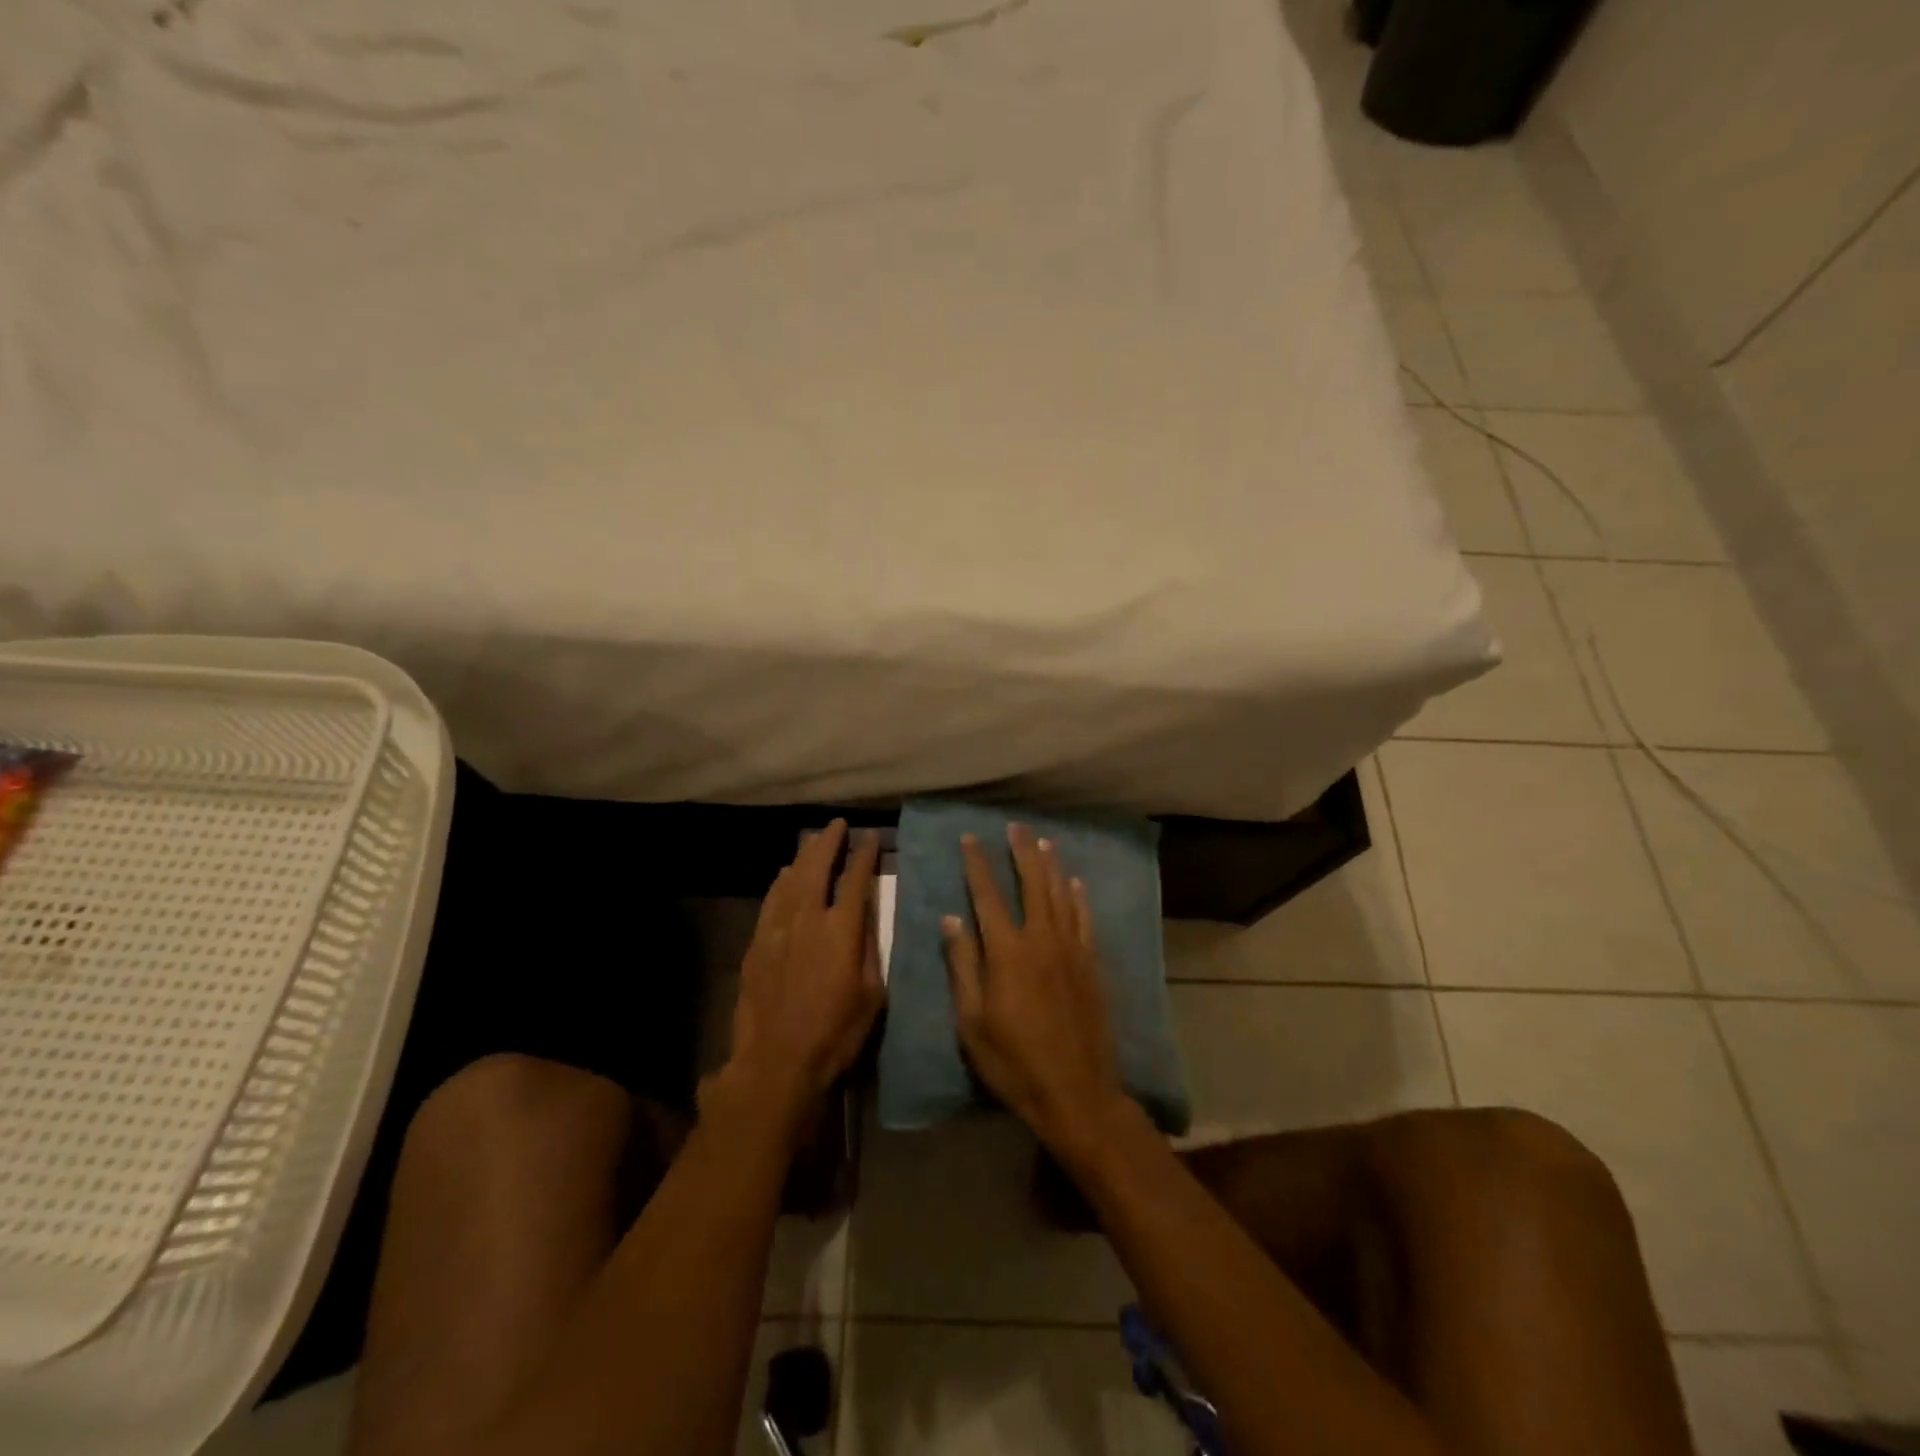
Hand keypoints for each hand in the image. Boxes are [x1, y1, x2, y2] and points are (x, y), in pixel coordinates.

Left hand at [718, 820, 884, 1127]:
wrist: (777, 1060)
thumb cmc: (836, 1032)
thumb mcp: (872, 993)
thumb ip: (870, 947)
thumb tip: (868, 913)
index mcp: (841, 929)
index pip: (855, 879)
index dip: (864, 855)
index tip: (870, 837)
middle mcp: (808, 918)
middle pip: (817, 868)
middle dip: (828, 842)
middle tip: (836, 825)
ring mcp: (777, 929)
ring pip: (790, 879)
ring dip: (803, 856)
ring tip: (812, 841)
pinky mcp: (756, 944)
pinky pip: (770, 900)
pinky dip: (780, 882)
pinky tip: (784, 876)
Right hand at [942, 823, 1129, 1153]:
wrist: (1076, 1091)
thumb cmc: (1014, 1061)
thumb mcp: (972, 1021)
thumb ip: (963, 965)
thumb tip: (952, 918)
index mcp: (1007, 952)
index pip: (988, 896)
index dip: (978, 864)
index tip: (970, 838)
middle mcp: (1042, 940)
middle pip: (1032, 884)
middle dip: (1022, 852)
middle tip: (1016, 827)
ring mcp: (1071, 950)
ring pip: (1061, 895)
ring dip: (1051, 866)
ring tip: (1043, 842)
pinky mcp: (1092, 965)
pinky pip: (1085, 920)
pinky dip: (1078, 898)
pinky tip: (1076, 883)